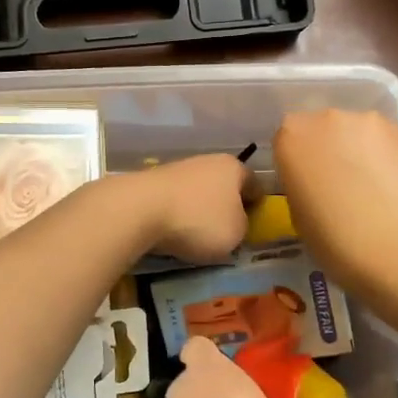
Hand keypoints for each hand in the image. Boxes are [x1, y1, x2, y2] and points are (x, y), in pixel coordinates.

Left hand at [133, 154, 252, 262]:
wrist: (139, 210)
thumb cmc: (199, 220)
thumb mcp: (236, 233)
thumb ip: (242, 227)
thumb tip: (234, 223)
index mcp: (233, 167)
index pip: (255, 184)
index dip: (258, 204)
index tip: (256, 223)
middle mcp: (207, 161)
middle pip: (224, 186)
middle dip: (226, 206)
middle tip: (228, 231)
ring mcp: (177, 169)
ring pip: (198, 192)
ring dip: (199, 210)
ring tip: (198, 236)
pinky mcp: (153, 182)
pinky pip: (175, 201)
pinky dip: (177, 215)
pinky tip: (174, 231)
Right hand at [273, 110, 397, 298]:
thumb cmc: (335, 242)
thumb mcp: (297, 215)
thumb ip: (300, 183)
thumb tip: (315, 180)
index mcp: (291, 137)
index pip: (285, 140)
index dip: (295, 163)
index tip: (305, 185)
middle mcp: (326, 118)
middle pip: (320, 128)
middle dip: (325, 150)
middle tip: (336, 184)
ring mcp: (368, 121)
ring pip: (354, 131)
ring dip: (355, 150)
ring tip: (369, 185)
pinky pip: (382, 140)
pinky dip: (382, 155)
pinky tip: (391, 184)